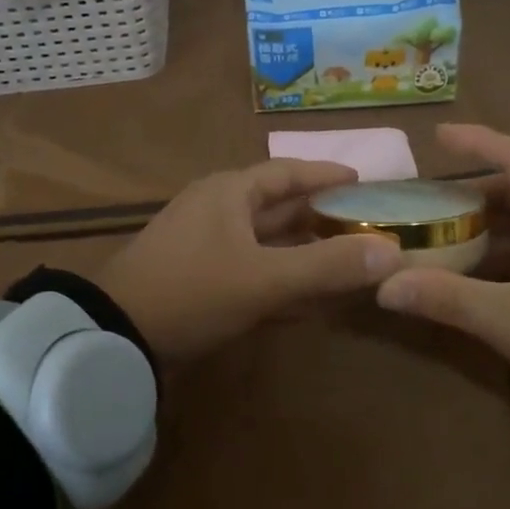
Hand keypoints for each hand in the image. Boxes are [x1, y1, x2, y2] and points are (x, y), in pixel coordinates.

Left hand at [97, 159, 401, 363]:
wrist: (117, 335)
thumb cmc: (193, 290)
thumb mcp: (264, 278)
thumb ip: (327, 266)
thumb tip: (392, 253)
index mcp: (230, 193)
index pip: (287, 172)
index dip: (326, 174)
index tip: (362, 179)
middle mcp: (217, 210)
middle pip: (279, 208)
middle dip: (321, 218)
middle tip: (366, 228)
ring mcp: (204, 246)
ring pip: (266, 242)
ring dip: (303, 253)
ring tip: (346, 263)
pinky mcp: (198, 279)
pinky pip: (250, 271)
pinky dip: (279, 280)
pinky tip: (308, 301)